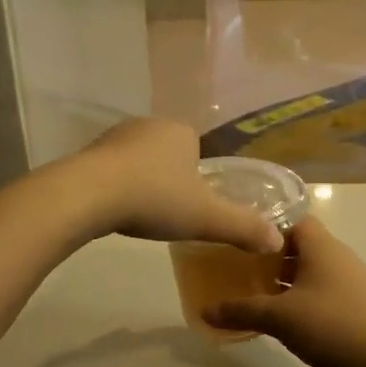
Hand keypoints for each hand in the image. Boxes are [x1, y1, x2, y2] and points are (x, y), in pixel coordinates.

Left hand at [63, 119, 282, 254]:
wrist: (90, 194)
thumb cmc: (156, 198)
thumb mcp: (207, 218)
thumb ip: (243, 227)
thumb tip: (277, 241)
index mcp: (181, 132)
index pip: (197, 148)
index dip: (198, 175)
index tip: (193, 203)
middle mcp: (148, 125)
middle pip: (167, 154)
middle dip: (169, 178)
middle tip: (169, 212)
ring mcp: (114, 136)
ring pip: (138, 161)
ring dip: (141, 182)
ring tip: (141, 213)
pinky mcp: (88, 153)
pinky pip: (111, 170)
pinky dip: (116, 187)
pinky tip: (115, 209)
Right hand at [205, 216, 365, 366]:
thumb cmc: (332, 325)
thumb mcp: (279, 317)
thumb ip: (241, 310)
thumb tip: (205, 311)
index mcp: (322, 247)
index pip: (292, 219)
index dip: (265, 223)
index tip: (238, 233)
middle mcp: (337, 258)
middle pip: (298, 246)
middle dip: (268, 255)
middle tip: (235, 264)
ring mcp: (347, 284)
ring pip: (308, 272)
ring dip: (282, 280)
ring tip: (249, 290)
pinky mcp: (352, 308)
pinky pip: (318, 294)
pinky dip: (297, 299)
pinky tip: (277, 317)